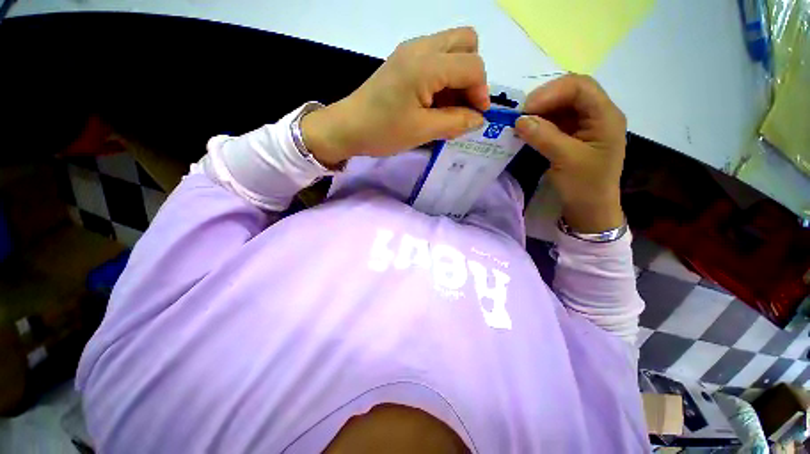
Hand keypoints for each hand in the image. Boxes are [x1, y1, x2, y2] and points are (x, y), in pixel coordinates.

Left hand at [302, 27, 489, 165]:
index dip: (481, 91)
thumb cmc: (383, 131)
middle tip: (464, 104)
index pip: (472, 66)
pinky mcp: (404, 60)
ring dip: (459, 75)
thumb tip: (479, 119)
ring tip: (449, 107)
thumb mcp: (422, 131)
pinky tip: (435, 101)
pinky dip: (444, 76)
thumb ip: (455, 122)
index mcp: (426, 65)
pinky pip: (436, 57)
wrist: (348, 127)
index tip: (476, 116)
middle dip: (473, 74)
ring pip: (452, 47)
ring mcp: (410, 51)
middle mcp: (421, 47)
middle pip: (466, 42)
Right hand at [515, 75, 626, 233]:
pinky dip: (541, 122)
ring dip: (540, 110)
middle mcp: (598, 114)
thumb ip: (544, 136)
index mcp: (605, 116)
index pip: (580, 87)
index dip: (551, 92)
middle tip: (520, 114)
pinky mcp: (574, 135)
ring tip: (520, 121)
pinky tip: (528, 129)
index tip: (525, 109)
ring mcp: (586, 125)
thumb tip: (519, 120)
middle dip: (545, 99)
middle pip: (572, 92)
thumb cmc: (584, 185)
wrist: (590, 209)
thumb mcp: (565, 160)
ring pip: (562, 105)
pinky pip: (556, 120)